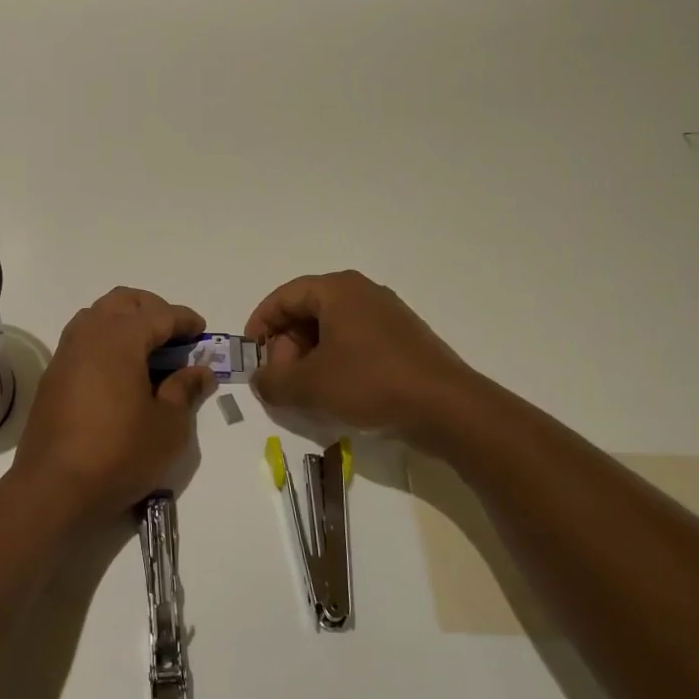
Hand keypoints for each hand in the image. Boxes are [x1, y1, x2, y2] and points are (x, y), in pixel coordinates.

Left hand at [11, 287, 213, 522]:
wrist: (54, 488)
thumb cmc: (119, 453)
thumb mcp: (167, 426)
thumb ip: (185, 390)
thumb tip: (200, 371)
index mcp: (120, 337)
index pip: (161, 314)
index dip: (185, 320)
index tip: (202, 331)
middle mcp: (90, 333)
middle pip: (124, 301)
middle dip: (153, 309)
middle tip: (175, 335)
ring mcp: (66, 352)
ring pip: (99, 315)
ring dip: (126, 321)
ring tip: (148, 351)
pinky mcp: (54, 374)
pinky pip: (84, 339)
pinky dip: (106, 341)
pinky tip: (120, 371)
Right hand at [245, 270, 479, 437]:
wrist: (447, 408)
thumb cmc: (370, 384)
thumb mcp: (309, 387)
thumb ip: (273, 382)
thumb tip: (260, 380)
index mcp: (337, 290)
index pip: (284, 297)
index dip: (260, 325)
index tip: (251, 355)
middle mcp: (362, 293)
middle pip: (308, 312)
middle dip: (287, 346)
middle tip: (281, 380)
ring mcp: (387, 315)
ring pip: (332, 331)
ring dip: (310, 359)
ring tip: (306, 393)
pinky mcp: (403, 340)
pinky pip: (356, 343)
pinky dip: (337, 363)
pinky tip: (337, 395)